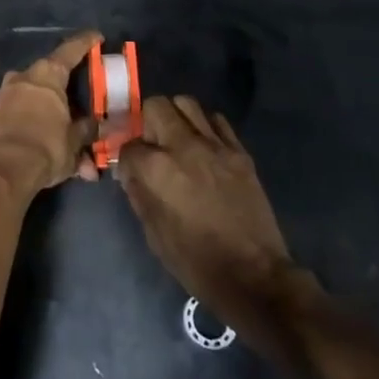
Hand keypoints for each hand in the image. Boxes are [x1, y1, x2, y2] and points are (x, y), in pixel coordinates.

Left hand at [0, 32, 99, 197]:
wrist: (0, 172)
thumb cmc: (45, 147)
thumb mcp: (75, 141)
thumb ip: (88, 129)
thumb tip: (101, 126)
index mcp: (47, 74)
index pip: (70, 50)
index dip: (86, 42)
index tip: (97, 37)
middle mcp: (24, 77)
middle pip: (52, 78)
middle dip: (70, 95)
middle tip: (85, 107)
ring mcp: (6, 95)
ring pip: (39, 102)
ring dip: (56, 121)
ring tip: (74, 150)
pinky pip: (24, 116)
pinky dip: (40, 130)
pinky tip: (54, 157)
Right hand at [117, 96, 302, 343]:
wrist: (253, 275)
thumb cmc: (196, 261)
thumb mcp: (154, 234)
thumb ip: (139, 194)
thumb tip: (131, 173)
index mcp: (157, 168)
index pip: (129, 144)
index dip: (125, 157)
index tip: (129, 167)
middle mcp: (183, 146)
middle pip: (156, 106)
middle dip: (146, 121)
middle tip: (150, 141)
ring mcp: (215, 145)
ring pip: (187, 103)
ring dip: (175, 116)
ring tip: (176, 137)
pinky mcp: (239, 151)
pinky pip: (217, 121)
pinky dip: (205, 126)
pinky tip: (204, 145)